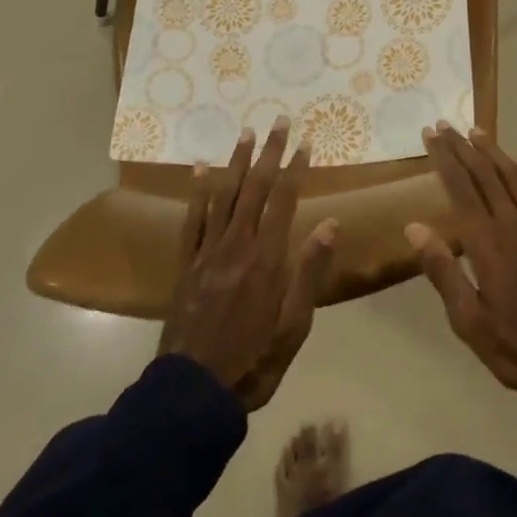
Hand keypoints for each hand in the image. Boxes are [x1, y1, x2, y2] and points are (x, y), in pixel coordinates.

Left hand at [159, 118, 336, 410]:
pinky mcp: (186, 265)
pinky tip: (202, 170)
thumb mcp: (293, 326)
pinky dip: (198, 192)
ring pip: (224, 196)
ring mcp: (208, 253)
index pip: (284, 201)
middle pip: (255, 188)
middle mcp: (236, 246)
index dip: (296, 169)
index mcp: (266, 259)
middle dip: (269, 152)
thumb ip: (310, 272)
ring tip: (246, 132)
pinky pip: (192, 220)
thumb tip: (330, 224)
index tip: (306, 141)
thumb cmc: (253, 362)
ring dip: (236, 162)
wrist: (191, 395)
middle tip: (279, 121)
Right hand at [407, 123, 516, 413]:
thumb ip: (443, 271)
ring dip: (493, 151)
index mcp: (486, 243)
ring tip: (476, 130)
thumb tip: (414, 227)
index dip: (443, 159)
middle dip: (462, 147)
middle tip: (444, 124)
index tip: (429, 135)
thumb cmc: (514, 344)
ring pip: (513, 178)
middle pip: (483, 174)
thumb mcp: (468, 319)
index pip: (460, 188)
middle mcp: (511, 225)